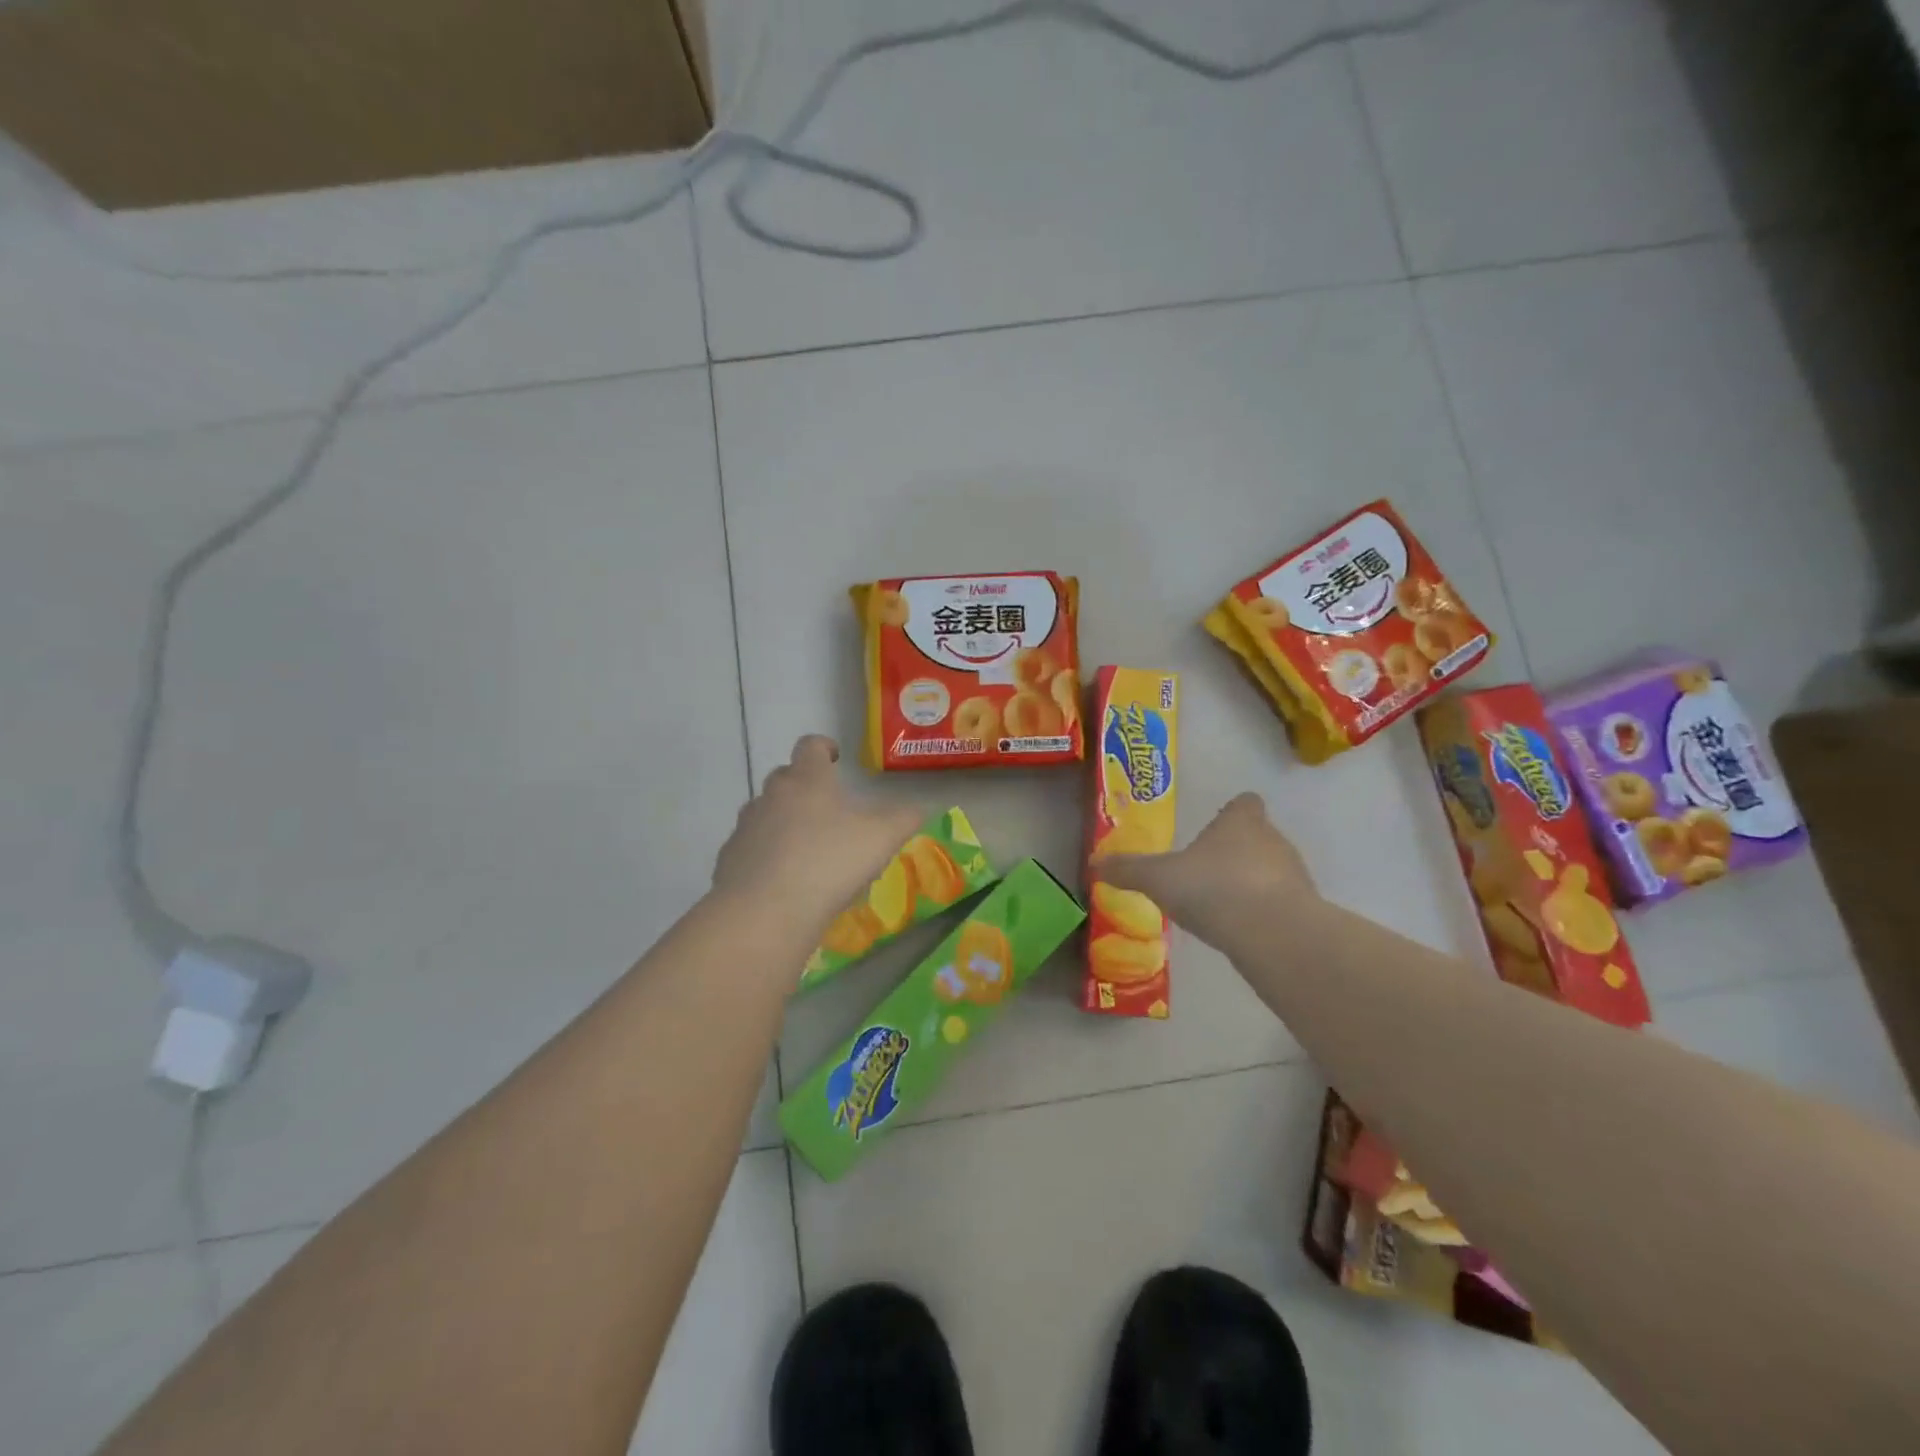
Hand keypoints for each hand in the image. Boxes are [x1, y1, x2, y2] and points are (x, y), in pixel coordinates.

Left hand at [712, 736, 923, 933]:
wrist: (765, 911)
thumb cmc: (830, 862)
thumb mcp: (882, 838)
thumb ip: (905, 818)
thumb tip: (921, 807)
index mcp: (808, 780)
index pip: (810, 746)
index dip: (823, 747)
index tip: (834, 758)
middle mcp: (772, 795)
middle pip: (785, 777)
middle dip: (804, 787)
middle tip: (827, 810)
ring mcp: (746, 826)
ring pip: (765, 812)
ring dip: (784, 821)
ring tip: (807, 849)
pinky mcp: (729, 859)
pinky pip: (751, 847)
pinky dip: (766, 854)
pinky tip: (783, 880)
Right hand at [1100, 793, 1317, 952]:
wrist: (1272, 933)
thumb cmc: (1213, 888)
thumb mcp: (1158, 879)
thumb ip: (1128, 870)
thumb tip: (1093, 862)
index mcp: (1240, 822)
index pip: (1245, 803)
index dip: (1234, 811)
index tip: (1218, 824)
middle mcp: (1273, 840)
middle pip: (1259, 836)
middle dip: (1237, 850)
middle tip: (1208, 870)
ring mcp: (1294, 875)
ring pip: (1272, 870)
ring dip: (1252, 883)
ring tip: (1223, 904)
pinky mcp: (1305, 910)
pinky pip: (1281, 904)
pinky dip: (1264, 913)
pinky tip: (1241, 931)